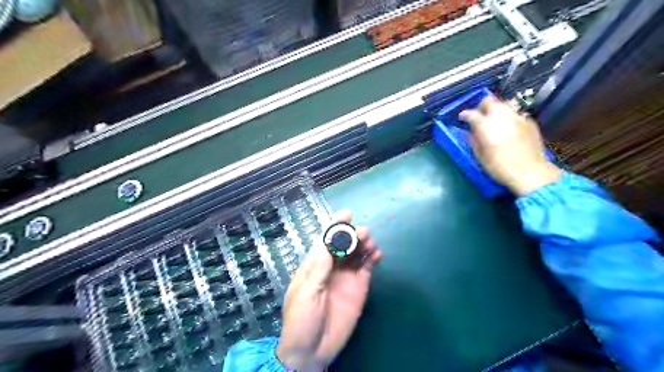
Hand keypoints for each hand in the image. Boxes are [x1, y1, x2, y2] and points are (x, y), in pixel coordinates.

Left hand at [276, 211, 377, 369]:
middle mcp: (331, 267)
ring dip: (363, 244)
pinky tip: (377, 255)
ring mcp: (346, 276)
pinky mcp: (359, 287)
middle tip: (363, 233)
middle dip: (352, 234)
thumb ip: (319, 268)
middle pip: (343, 244)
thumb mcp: (306, 292)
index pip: (325, 240)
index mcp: (314, 265)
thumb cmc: (301, 319)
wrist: (312, 350)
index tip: (347, 213)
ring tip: (370, 243)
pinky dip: (372, 259)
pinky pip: (367, 268)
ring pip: (357, 253)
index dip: (335, 226)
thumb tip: (328, 242)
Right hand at [463, 94, 558, 196]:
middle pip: (489, 101)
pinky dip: (509, 118)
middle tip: (479, 117)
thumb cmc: (500, 168)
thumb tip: (473, 132)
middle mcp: (502, 116)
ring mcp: (517, 117)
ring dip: (496, 110)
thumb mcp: (480, 156)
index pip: (471, 114)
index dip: (465, 115)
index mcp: (486, 126)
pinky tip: (509, 129)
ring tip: (495, 121)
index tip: (462, 118)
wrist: (530, 172)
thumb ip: (475, 140)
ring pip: (504, 104)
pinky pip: (516, 113)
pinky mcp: (529, 121)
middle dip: (482, 107)